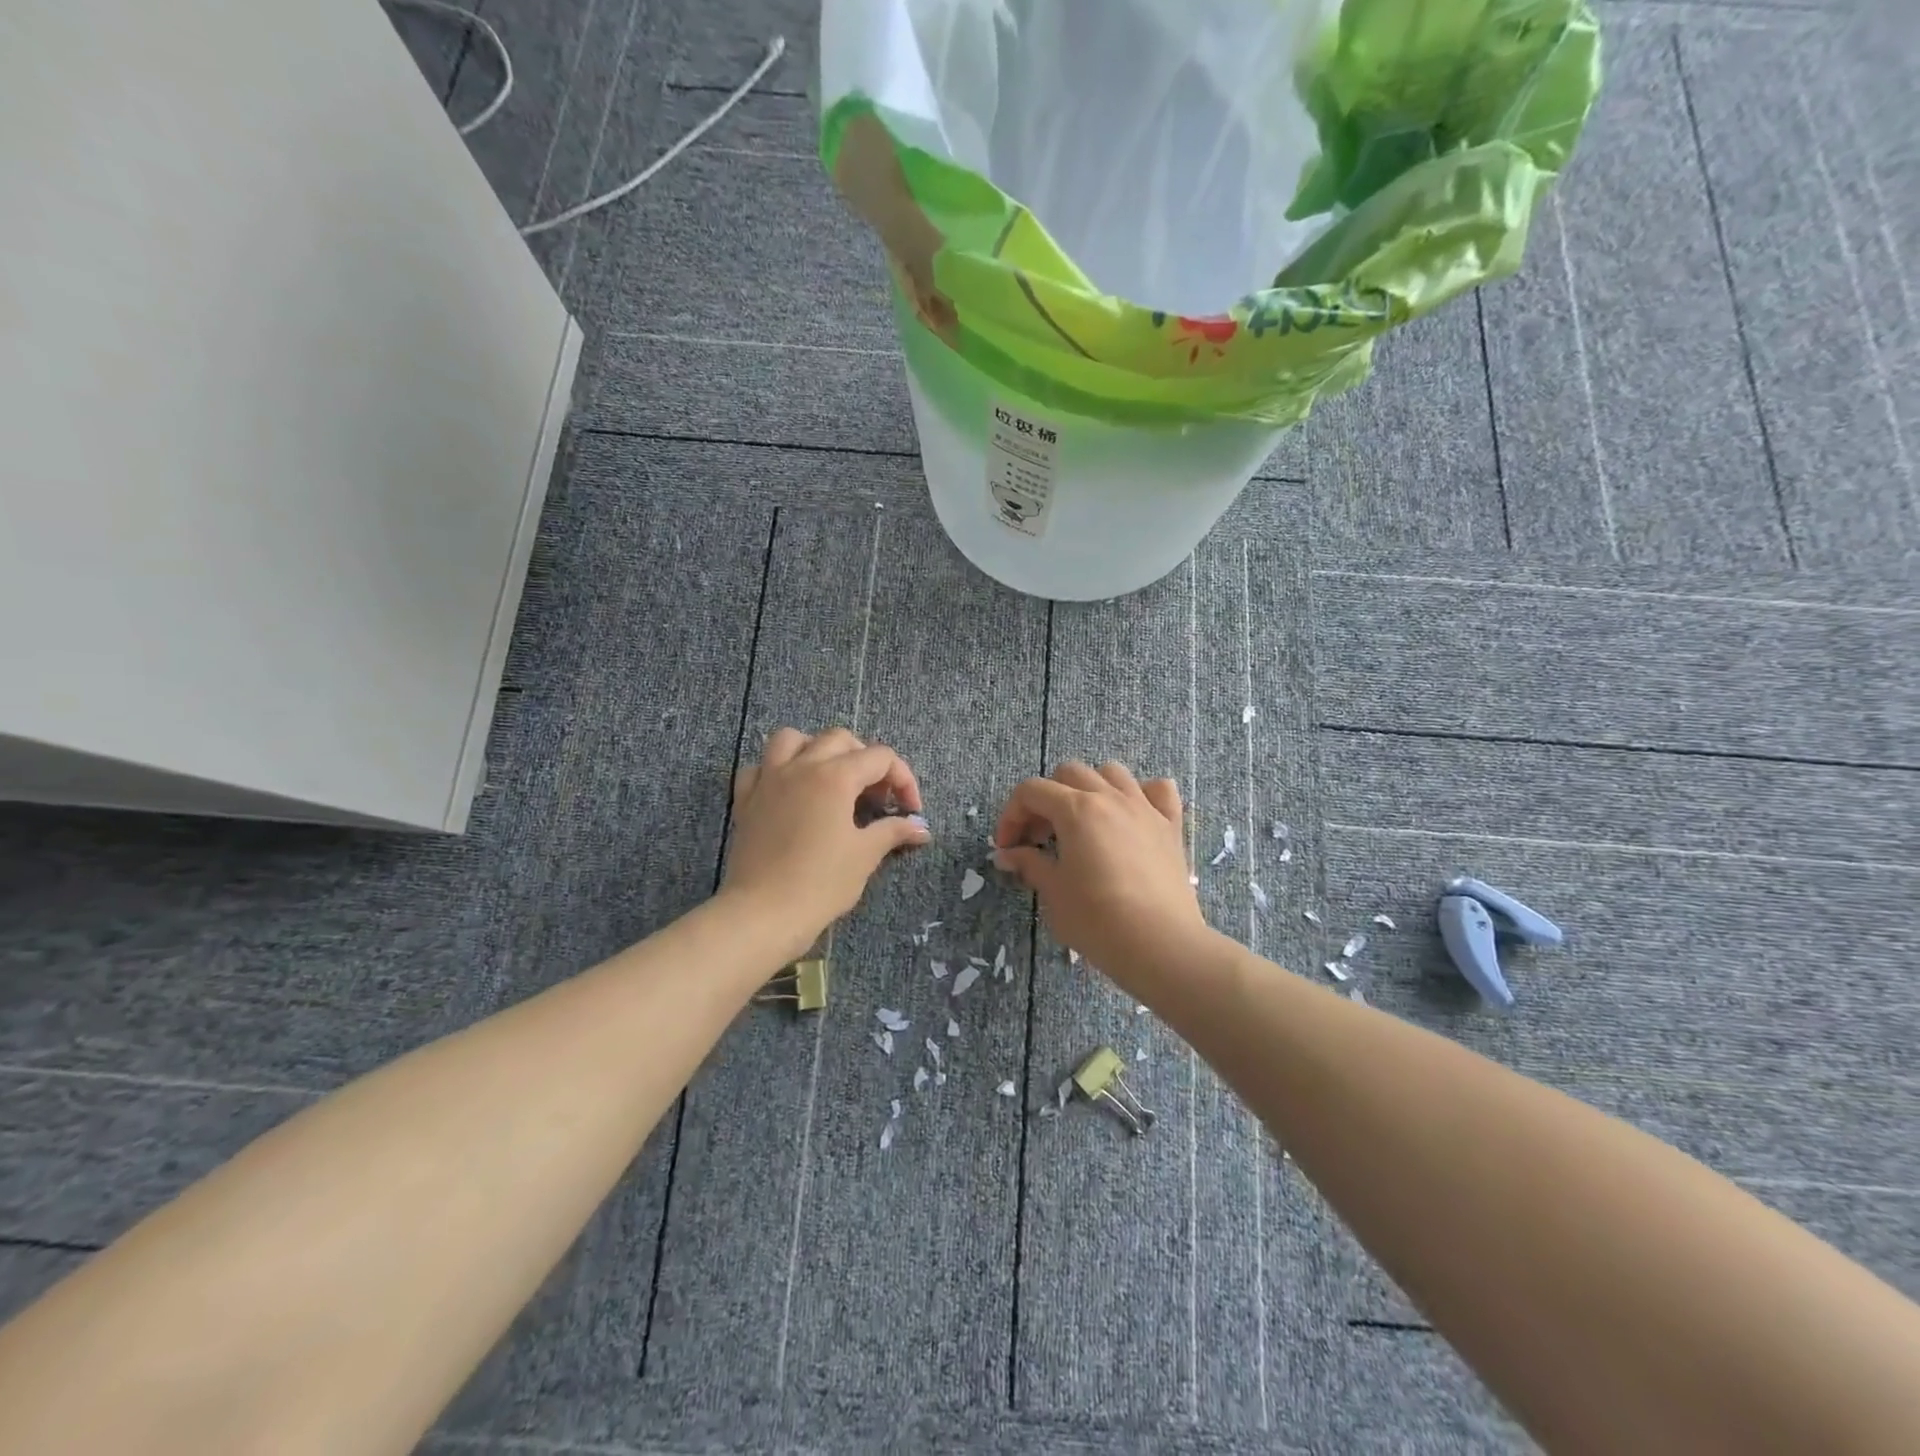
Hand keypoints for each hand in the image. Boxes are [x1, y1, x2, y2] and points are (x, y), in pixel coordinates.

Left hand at [723, 727, 930, 960]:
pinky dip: (776, 770)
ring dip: (817, 749)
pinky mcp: (745, 799)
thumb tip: (921, 828)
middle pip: (840, 739)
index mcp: (835, 776)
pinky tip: (788, 791)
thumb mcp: (865, 855)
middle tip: (876, 795)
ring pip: (792, 739)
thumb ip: (893, 831)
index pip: (880, 757)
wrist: (763, 913)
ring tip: (831, 777)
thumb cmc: (821, 883)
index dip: (903, 779)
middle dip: (865, 760)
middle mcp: (801, 766)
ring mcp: (768, 779)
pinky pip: (759, 767)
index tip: (910, 811)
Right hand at [991, 761, 1207, 985]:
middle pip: (1069, 773)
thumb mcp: (1053, 893)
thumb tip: (1008, 854)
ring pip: (1112, 773)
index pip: (1031, 791)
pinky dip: (1141, 794)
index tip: (1007, 847)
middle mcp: (1110, 797)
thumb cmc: (1097, 920)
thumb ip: (1029, 864)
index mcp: (1076, 810)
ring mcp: (1144, 808)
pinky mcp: (1171, 826)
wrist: (1160, 945)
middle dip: (1047, 799)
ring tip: (1083, 821)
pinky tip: (1131, 816)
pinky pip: (1158, 790)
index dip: (1011, 815)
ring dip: (1090, 788)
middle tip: (1040, 838)